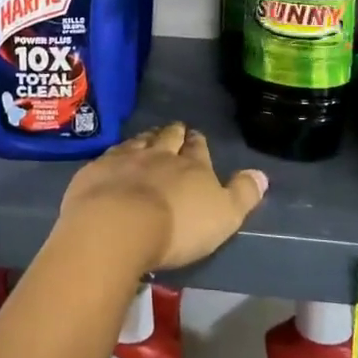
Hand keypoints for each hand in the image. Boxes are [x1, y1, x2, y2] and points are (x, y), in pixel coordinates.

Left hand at [58, 123, 267, 271]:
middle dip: (173, 133)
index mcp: (192, 165)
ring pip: (138, 142)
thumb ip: (243, 194)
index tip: (197, 137)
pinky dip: (115, 155)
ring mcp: (124, 159)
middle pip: (168, 137)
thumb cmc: (178, 227)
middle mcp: (159, 154)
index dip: (198, 142)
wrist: (118, 225)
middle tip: (175, 130)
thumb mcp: (223, 217)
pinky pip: (109, 156)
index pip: (198, 148)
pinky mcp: (97, 170)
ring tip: (148, 138)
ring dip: (145, 139)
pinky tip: (113, 159)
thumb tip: (261, 174)